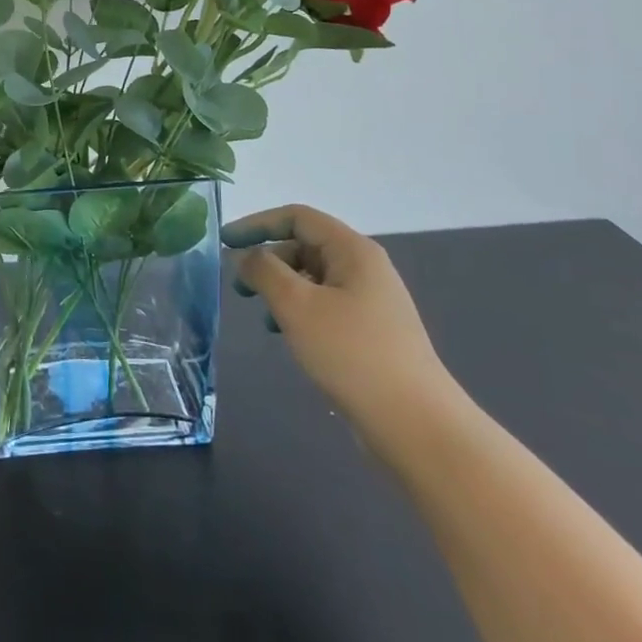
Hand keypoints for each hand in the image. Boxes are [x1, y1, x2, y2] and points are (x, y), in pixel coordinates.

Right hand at [224, 204, 466, 460]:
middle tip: (239, 287)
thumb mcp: (296, 305)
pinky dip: (298, 311)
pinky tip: (287, 336)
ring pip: (312, 279)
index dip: (257, 223)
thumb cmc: (352, 353)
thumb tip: (248, 257)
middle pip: (304, 245)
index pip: (297, 217)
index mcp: (352, 250)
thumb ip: (264, 270)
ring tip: (262, 316)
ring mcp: (370, 301)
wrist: (417, 425)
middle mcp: (364, 267)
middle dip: (267, 260)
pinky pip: (324, 305)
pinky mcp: (370, 331)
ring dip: (280, 288)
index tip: (224, 242)